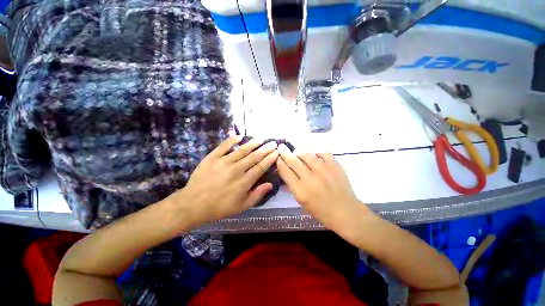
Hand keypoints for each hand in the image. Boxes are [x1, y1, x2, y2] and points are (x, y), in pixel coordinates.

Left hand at [167, 136, 278, 227]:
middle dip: (265, 148)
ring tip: (261, 138)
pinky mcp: (212, 158)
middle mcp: (237, 169)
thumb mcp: (242, 206)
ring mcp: (224, 162)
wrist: (193, 204)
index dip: (270, 158)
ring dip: (253, 143)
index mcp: (245, 181)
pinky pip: (224, 146)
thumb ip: (257, 195)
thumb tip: (270, 184)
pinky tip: (239, 136)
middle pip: (255, 156)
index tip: (276, 152)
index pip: (261, 166)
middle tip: (273, 142)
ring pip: (242, 149)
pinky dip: (232, 140)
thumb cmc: (220, 207)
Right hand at [276, 144, 370, 233]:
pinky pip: (323, 153)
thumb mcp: (302, 202)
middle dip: (285, 152)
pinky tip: (316, 156)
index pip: (285, 171)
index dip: (280, 163)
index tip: (278, 157)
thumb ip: (293, 186)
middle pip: (293, 161)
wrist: (346, 213)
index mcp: (300, 190)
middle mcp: (310, 178)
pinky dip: (318, 153)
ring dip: (300, 152)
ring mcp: (323, 170)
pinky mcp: (335, 166)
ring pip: (307, 154)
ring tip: (298, 153)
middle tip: (281, 147)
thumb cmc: (321, 212)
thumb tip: (287, 173)